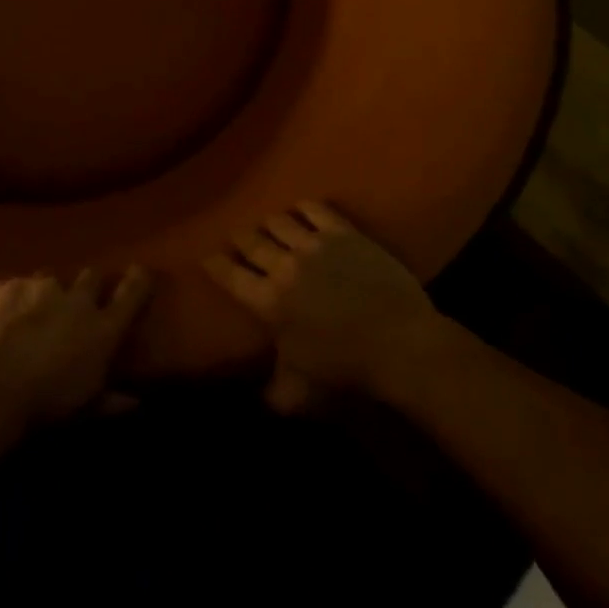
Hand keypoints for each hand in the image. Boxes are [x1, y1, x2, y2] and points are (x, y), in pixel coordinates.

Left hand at [0, 268, 153, 458]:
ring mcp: (42, 287)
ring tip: (40, 313)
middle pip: (93, 276)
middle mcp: (78, 299)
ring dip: (53, 293)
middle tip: (82, 304)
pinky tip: (9, 317)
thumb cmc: (47, 405)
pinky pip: (21, 285)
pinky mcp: (10, 286)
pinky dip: (19, 298)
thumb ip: (113, 401)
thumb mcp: (87, 409)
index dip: (139, 280)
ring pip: (55, 278)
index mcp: (103, 327)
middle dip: (90, 286)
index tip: (142, 272)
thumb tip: (137, 402)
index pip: (132, 292)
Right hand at [204, 202, 448, 412]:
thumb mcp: (303, 392)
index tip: (208, 258)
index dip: (215, 264)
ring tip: (270, 226)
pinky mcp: (343, 233)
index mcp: (268, 302)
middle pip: (250, 241)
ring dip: (269, 224)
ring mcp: (314, 245)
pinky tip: (301, 210)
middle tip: (238, 239)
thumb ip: (276, 393)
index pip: (229, 276)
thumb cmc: (348, 370)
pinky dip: (303, 208)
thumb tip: (260, 398)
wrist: (400, 344)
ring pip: (278, 221)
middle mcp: (284, 266)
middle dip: (240, 239)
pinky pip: (314, 209)